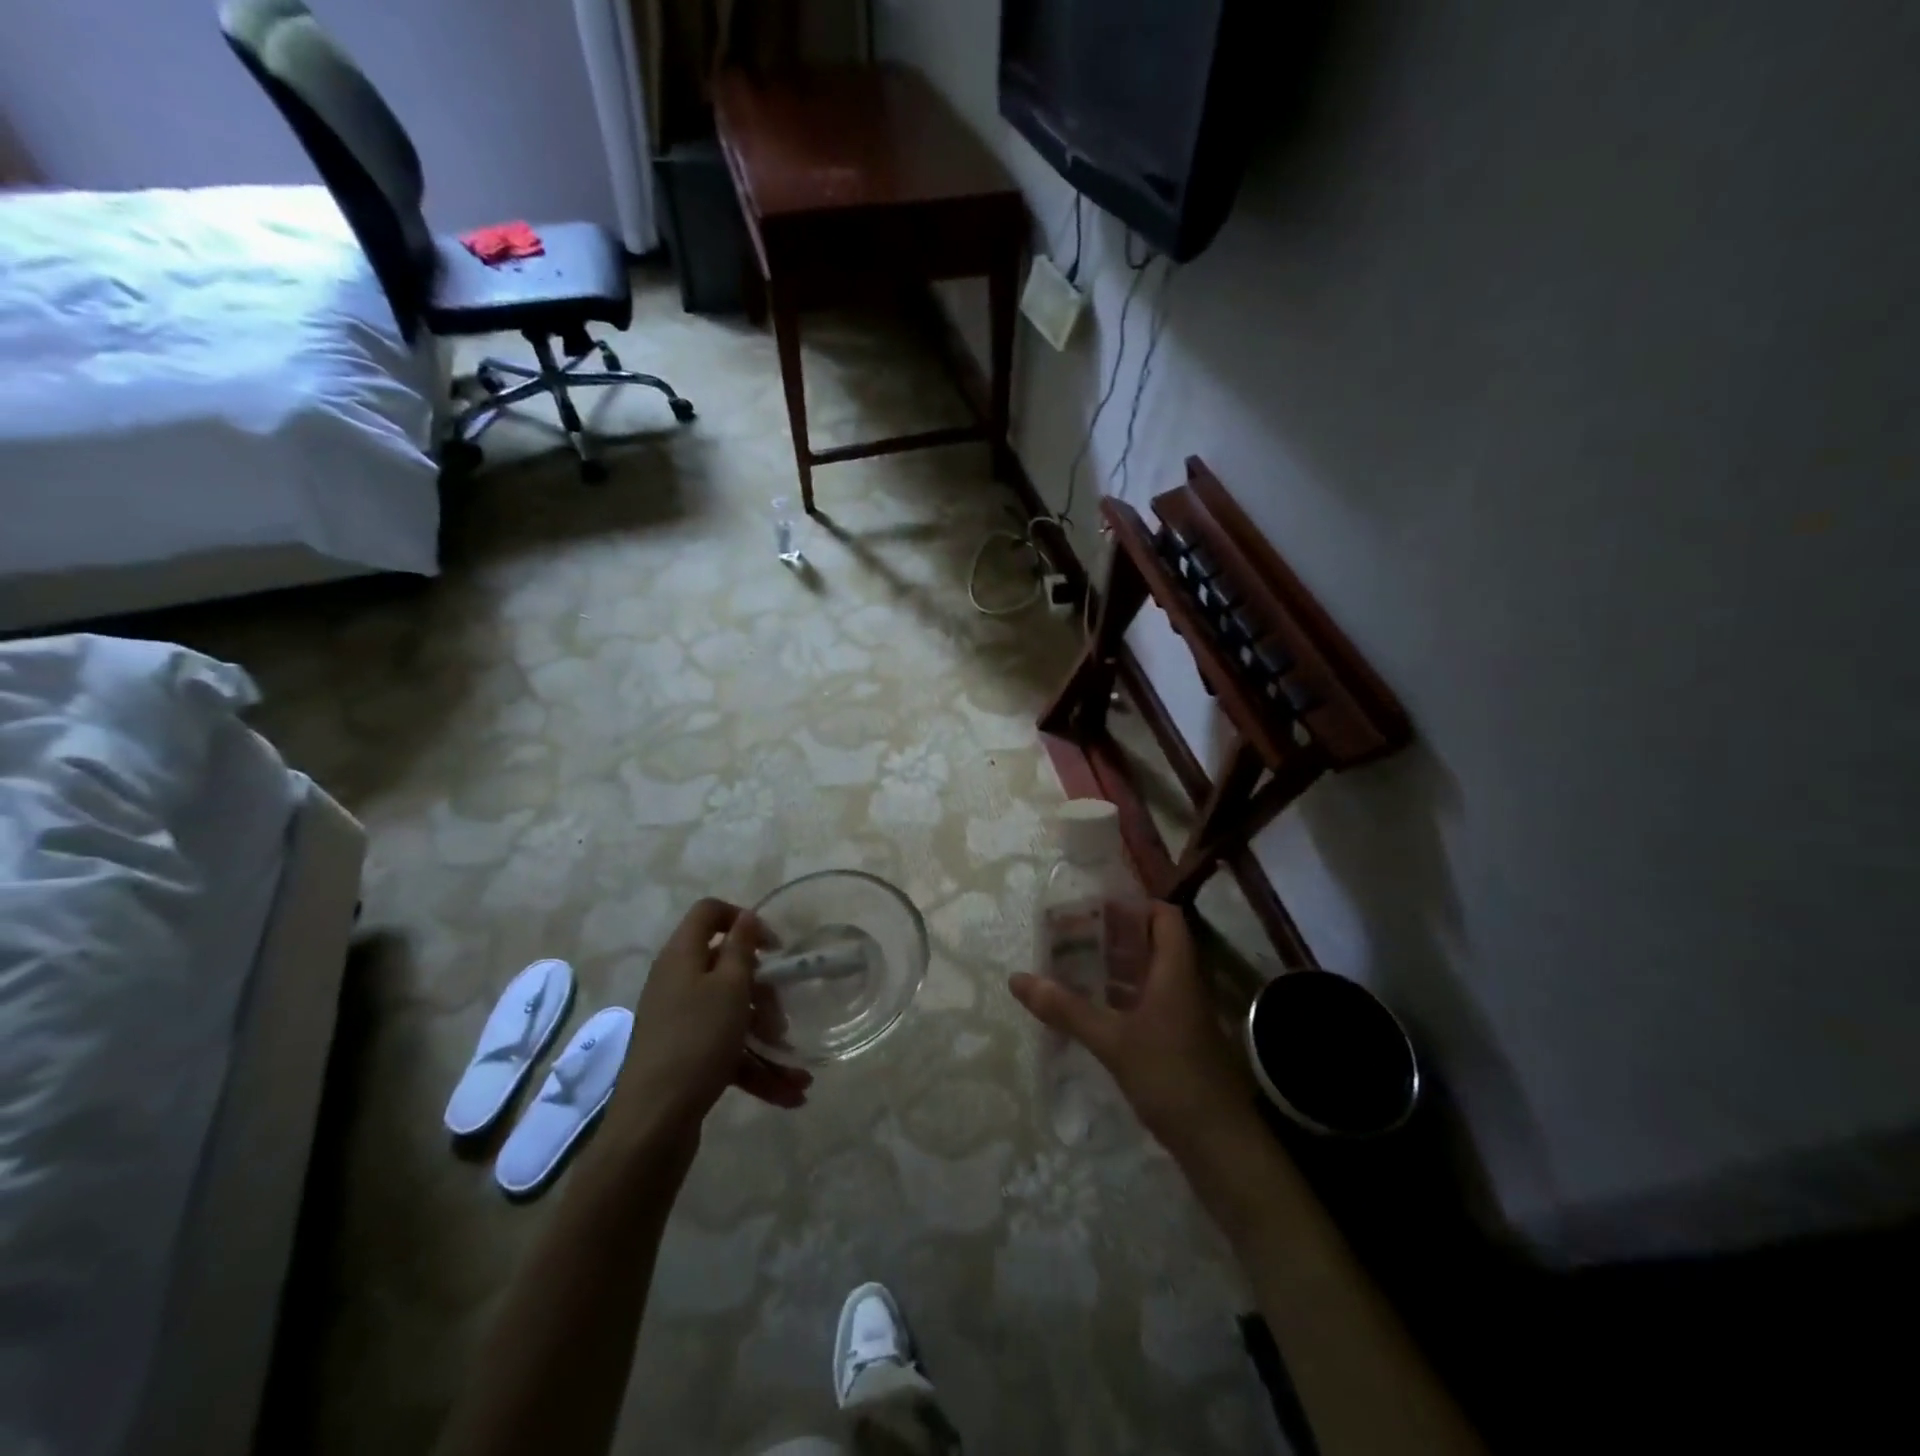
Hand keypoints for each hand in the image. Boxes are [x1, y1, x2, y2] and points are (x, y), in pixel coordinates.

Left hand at [609, 899, 811, 1142]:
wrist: (653, 1124)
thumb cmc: (697, 1041)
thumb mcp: (729, 987)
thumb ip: (741, 948)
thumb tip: (745, 916)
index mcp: (682, 957)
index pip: (709, 913)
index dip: (743, 919)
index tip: (775, 947)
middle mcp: (677, 984)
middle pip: (727, 969)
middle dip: (763, 993)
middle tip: (782, 1017)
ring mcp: (680, 1023)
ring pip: (732, 1015)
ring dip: (766, 1038)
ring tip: (797, 1068)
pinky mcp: (686, 1059)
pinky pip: (727, 1052)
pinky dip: (757, 1069)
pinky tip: (791, 1093)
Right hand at [1009, 901, 1260, 1161]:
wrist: (1221, 1145)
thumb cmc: (1170, 1077)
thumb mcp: (1112, 1041)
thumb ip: (1066, 1009)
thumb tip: (1018, 979)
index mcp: (1176, 971)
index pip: (1165, 916)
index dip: (1135, 905)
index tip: (1096, 909)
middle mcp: (1183, 985)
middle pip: (1153, 944)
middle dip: (1115, 937)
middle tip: (1073, 936)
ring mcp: (1184, 1016)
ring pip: (1149, 977)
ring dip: (1116, 969)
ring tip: (1074, 968)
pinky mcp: (1179, 1043)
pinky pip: (1149, 1005)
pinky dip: (1122, 999)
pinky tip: (1093, 1011)